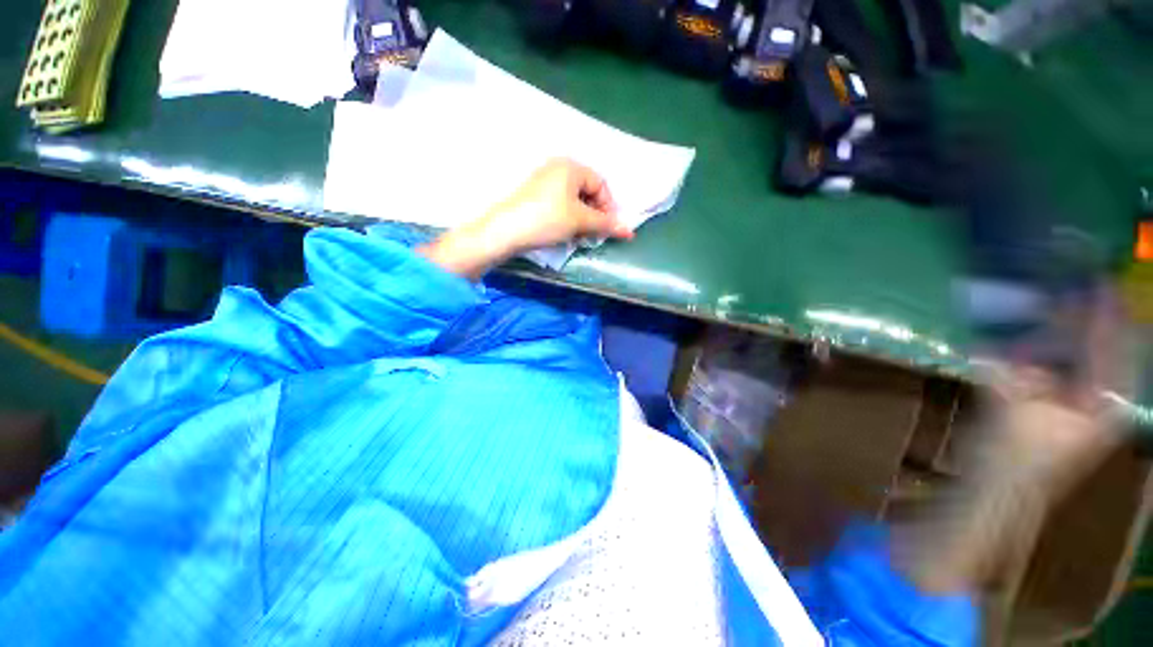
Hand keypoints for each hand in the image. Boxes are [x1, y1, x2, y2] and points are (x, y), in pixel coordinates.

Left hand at [419, 159, 632, 277]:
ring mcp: (543, 180)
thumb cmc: (547, 220)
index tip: (609, 229)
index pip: (601, 185)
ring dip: (581, 219)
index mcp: (571, 166)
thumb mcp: (580, 222)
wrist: (505, 231)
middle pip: (587, 191)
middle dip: (594, 214)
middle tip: (593, 234)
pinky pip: (559, 203)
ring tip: (578, 236)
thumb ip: (606, 224)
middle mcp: (557, 167)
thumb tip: (630, 232)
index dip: (609, 207)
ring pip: (573, 200)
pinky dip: (567, 218)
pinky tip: (563, 232)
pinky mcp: (533, 195)